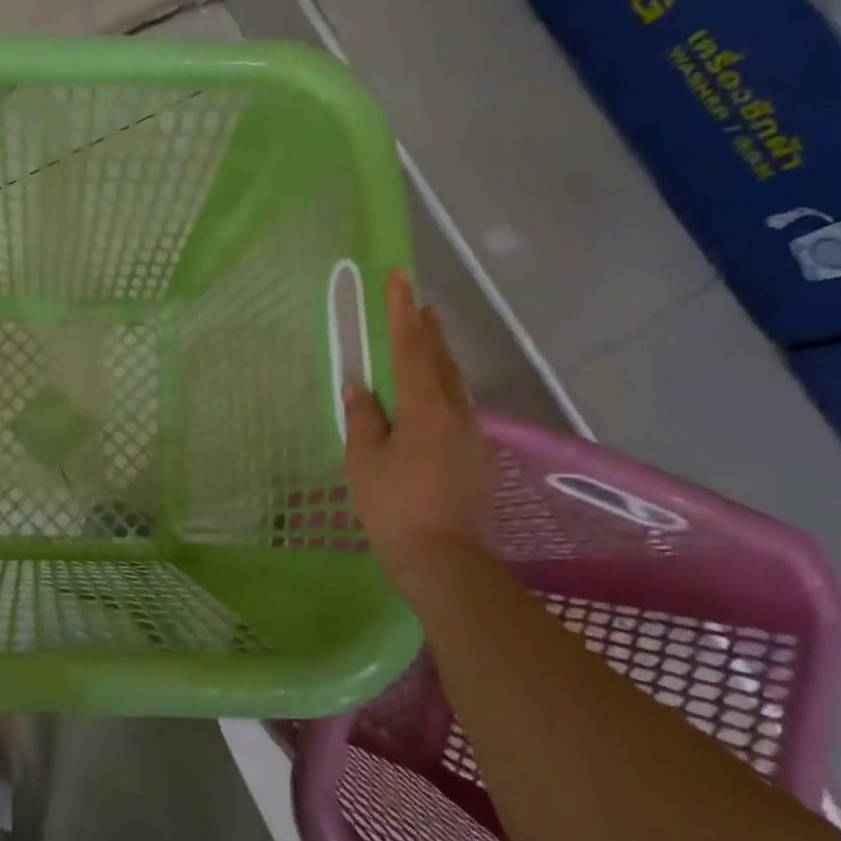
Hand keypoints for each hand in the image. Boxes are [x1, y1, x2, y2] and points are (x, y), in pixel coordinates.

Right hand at [343, 271, 493, 580]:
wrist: (447, 562)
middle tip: (419, 303)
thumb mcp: (364, 462)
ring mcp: (474, 438)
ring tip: (426, 343)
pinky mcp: (479, 460)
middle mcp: (457, 414)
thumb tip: (360, 387)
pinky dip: (443, 393)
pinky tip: (432, 405)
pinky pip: (458, 413)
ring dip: (439, 360)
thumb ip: (364, 419)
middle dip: (429, 330)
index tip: (399, 279)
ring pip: (455, 387)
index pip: (412, 349)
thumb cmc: (395, 508)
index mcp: (425, 409)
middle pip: (443, 362)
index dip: (403, 313)